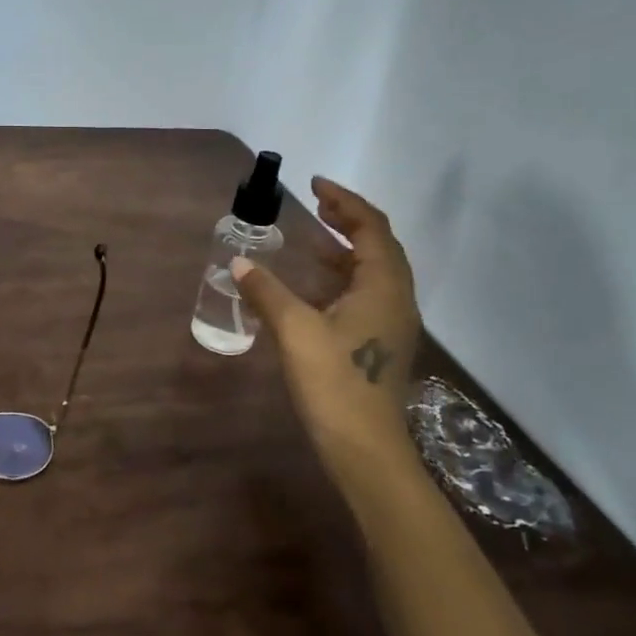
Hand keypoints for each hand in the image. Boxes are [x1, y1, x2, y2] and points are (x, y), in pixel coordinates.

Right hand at [231, 177, 421, 494]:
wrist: (366, 449)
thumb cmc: (335, 383)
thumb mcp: (295, 331)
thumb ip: (267, 292)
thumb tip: (239, 262)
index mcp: (383, 286)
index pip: (371, 227)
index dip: (344, 201)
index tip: (313, 185)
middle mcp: (396, 298)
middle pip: (379, 245)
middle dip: (347, 220)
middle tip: (314, 206)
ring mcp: (392, 324)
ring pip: (374, 272)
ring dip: (346, 250)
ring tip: (312, 239)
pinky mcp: (382, 344)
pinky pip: (366, 294)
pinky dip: (342, 278)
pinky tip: (314, 288)